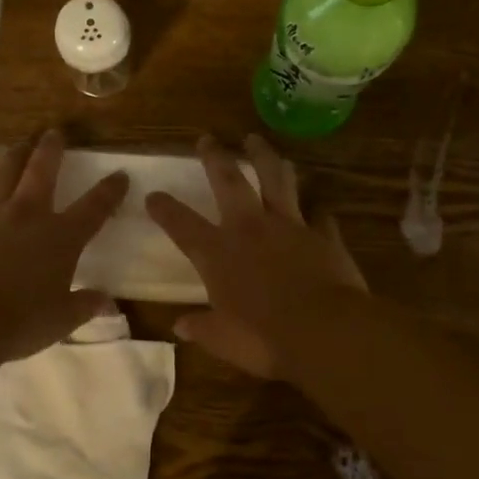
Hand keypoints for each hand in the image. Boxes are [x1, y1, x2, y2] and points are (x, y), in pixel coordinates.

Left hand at [0, 129, 128, 362]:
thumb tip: (109, 301)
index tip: (121, 174)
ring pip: (2, 171)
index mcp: (60, 237)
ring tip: (17, 144)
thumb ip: (85, 306)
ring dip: (12, 155)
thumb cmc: (17, 322)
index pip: (94, 207)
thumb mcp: (60, 321)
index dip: (110, 190)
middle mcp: (26, 214)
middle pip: (42, 170)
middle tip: (54, 132)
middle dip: (51, 149)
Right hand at [145, 134, 367, 378]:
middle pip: (229, 181)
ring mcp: (289, 226)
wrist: (325, 330)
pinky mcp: (322, 235)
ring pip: (275, 179)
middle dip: (216, 157)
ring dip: (264, 157)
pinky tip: (319, 206)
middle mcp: (249, 229)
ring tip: (257, 140)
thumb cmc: (264, 338)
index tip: (153, 195)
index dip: (165, 209)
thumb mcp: (224, 340)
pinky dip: (317, 210)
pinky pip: (320, 215)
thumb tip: (180, 326)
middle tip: (207, 138)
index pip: (182, 225)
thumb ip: (202, 328)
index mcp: (218, 254)